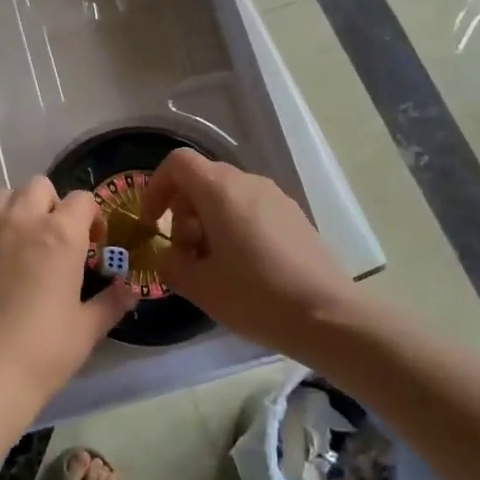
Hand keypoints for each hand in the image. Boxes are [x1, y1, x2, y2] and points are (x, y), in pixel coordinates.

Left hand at [0, 177, 137, 405]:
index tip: (91, 243)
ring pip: (0, 197)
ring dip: (15, 210)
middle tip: (54, 240)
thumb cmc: (42, 351)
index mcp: (60, 235)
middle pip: (38, 186)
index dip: (91, 216)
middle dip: (51, 205)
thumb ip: (111, 302)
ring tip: (18, 243)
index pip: (82, 199)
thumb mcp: (87, 330)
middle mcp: (20, 221)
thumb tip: (130, 289)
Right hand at [141, 150, 357, 356]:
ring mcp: (275, 197)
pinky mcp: (294, 216)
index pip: (177, 163)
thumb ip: (170, 264)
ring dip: (207, 222)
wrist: (327, 316)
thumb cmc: (254, 296)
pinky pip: (251, 208)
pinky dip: (233, 227)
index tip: (152, 224)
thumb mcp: (198, 286)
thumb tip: (168, 255)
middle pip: (201, 180)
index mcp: (220, 190)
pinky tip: (242, 268)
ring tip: (212, 266)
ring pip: (227, 195)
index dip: (156, 188)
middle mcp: (248, 182)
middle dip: (182, 212)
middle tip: (185, 254)